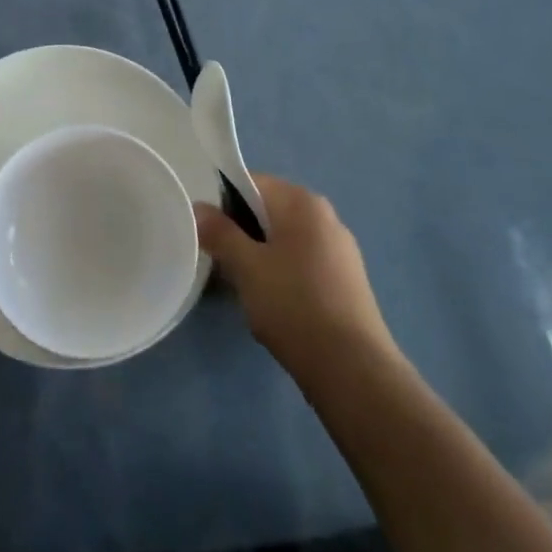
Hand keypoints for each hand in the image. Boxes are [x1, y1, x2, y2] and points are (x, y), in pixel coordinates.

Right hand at [197, 175, 396, 381]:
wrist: (352, 369)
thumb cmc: (293, 305)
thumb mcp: (246, 267)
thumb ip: (219, 232)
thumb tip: (199, 208)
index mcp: (302, 202)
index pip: (251, 182)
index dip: (222, 203)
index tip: (208, 233)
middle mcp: (325, 216)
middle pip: (268, 210)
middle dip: (241, 231)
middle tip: (222, 262)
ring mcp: (340, 249)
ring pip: (284, 238)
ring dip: (260, 255)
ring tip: (245, 286)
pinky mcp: (347, 280)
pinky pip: (302, 261)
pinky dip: (283, 273)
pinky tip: (274, 303)